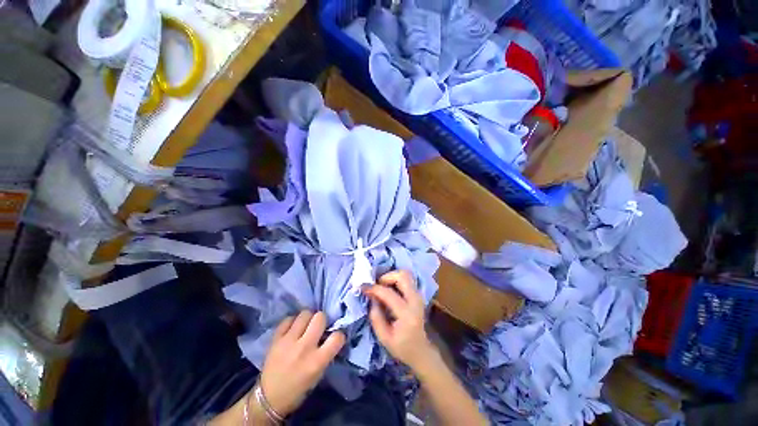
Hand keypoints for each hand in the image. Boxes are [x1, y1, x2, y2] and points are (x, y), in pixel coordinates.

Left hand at [259, 311, 345, 416]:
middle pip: (320, 317)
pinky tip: (292, 329)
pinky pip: (288, 319)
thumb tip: (331, 336)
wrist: (269, 398)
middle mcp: (304, 348)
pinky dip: (292, 322)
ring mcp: (288, 341)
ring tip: (305, 326)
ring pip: (305, 314)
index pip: (337, 337)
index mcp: (317, 361)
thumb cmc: (298, 389)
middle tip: (318, 327)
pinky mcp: (276, 338)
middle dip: (322, 320)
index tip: (335, 337)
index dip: (339, 335)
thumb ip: (326, 353)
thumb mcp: (318, 374)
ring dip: (308, 318)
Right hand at [364, 270, 435, 369]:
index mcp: (407, 314)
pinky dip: (396, 279)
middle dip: (386, 277)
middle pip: (402, 276)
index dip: (374, 288)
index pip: (389, 294)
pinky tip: (389, 289)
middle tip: (376, 286)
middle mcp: (415, 300)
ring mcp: (418, 295)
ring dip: (391, 277)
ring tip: (382, 287)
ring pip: (405, 274)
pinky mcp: (418, 294)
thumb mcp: (384, 338)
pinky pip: (407, 279)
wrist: (421, 350)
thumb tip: (371, 297)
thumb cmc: (401, 347)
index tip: (363, 287)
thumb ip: (376, 317)